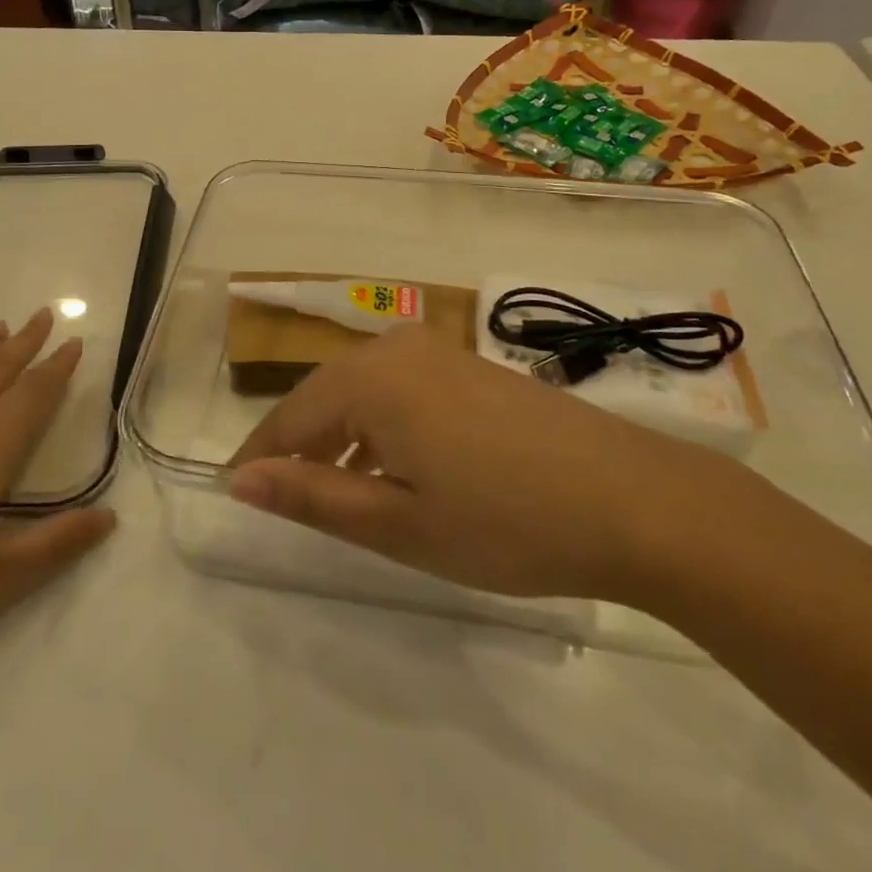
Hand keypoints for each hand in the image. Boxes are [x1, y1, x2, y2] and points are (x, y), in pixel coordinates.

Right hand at [228, 323, 737, 604]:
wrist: (635, 500)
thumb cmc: (505, 520)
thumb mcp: (398, 522)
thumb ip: (312, 496)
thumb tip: (240, 480)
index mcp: (368, 379)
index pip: (288, 418)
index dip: (259, 459)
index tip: (235, 495)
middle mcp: (395, 349)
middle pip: (322, 396)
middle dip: (298, 446)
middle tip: (284, 500)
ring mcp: (436, 352)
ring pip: (361, 391)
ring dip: (339, 437)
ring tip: (335, 490)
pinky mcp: (468, 366)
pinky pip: (398, 389)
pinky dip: (379, 425)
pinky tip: (394, 466)